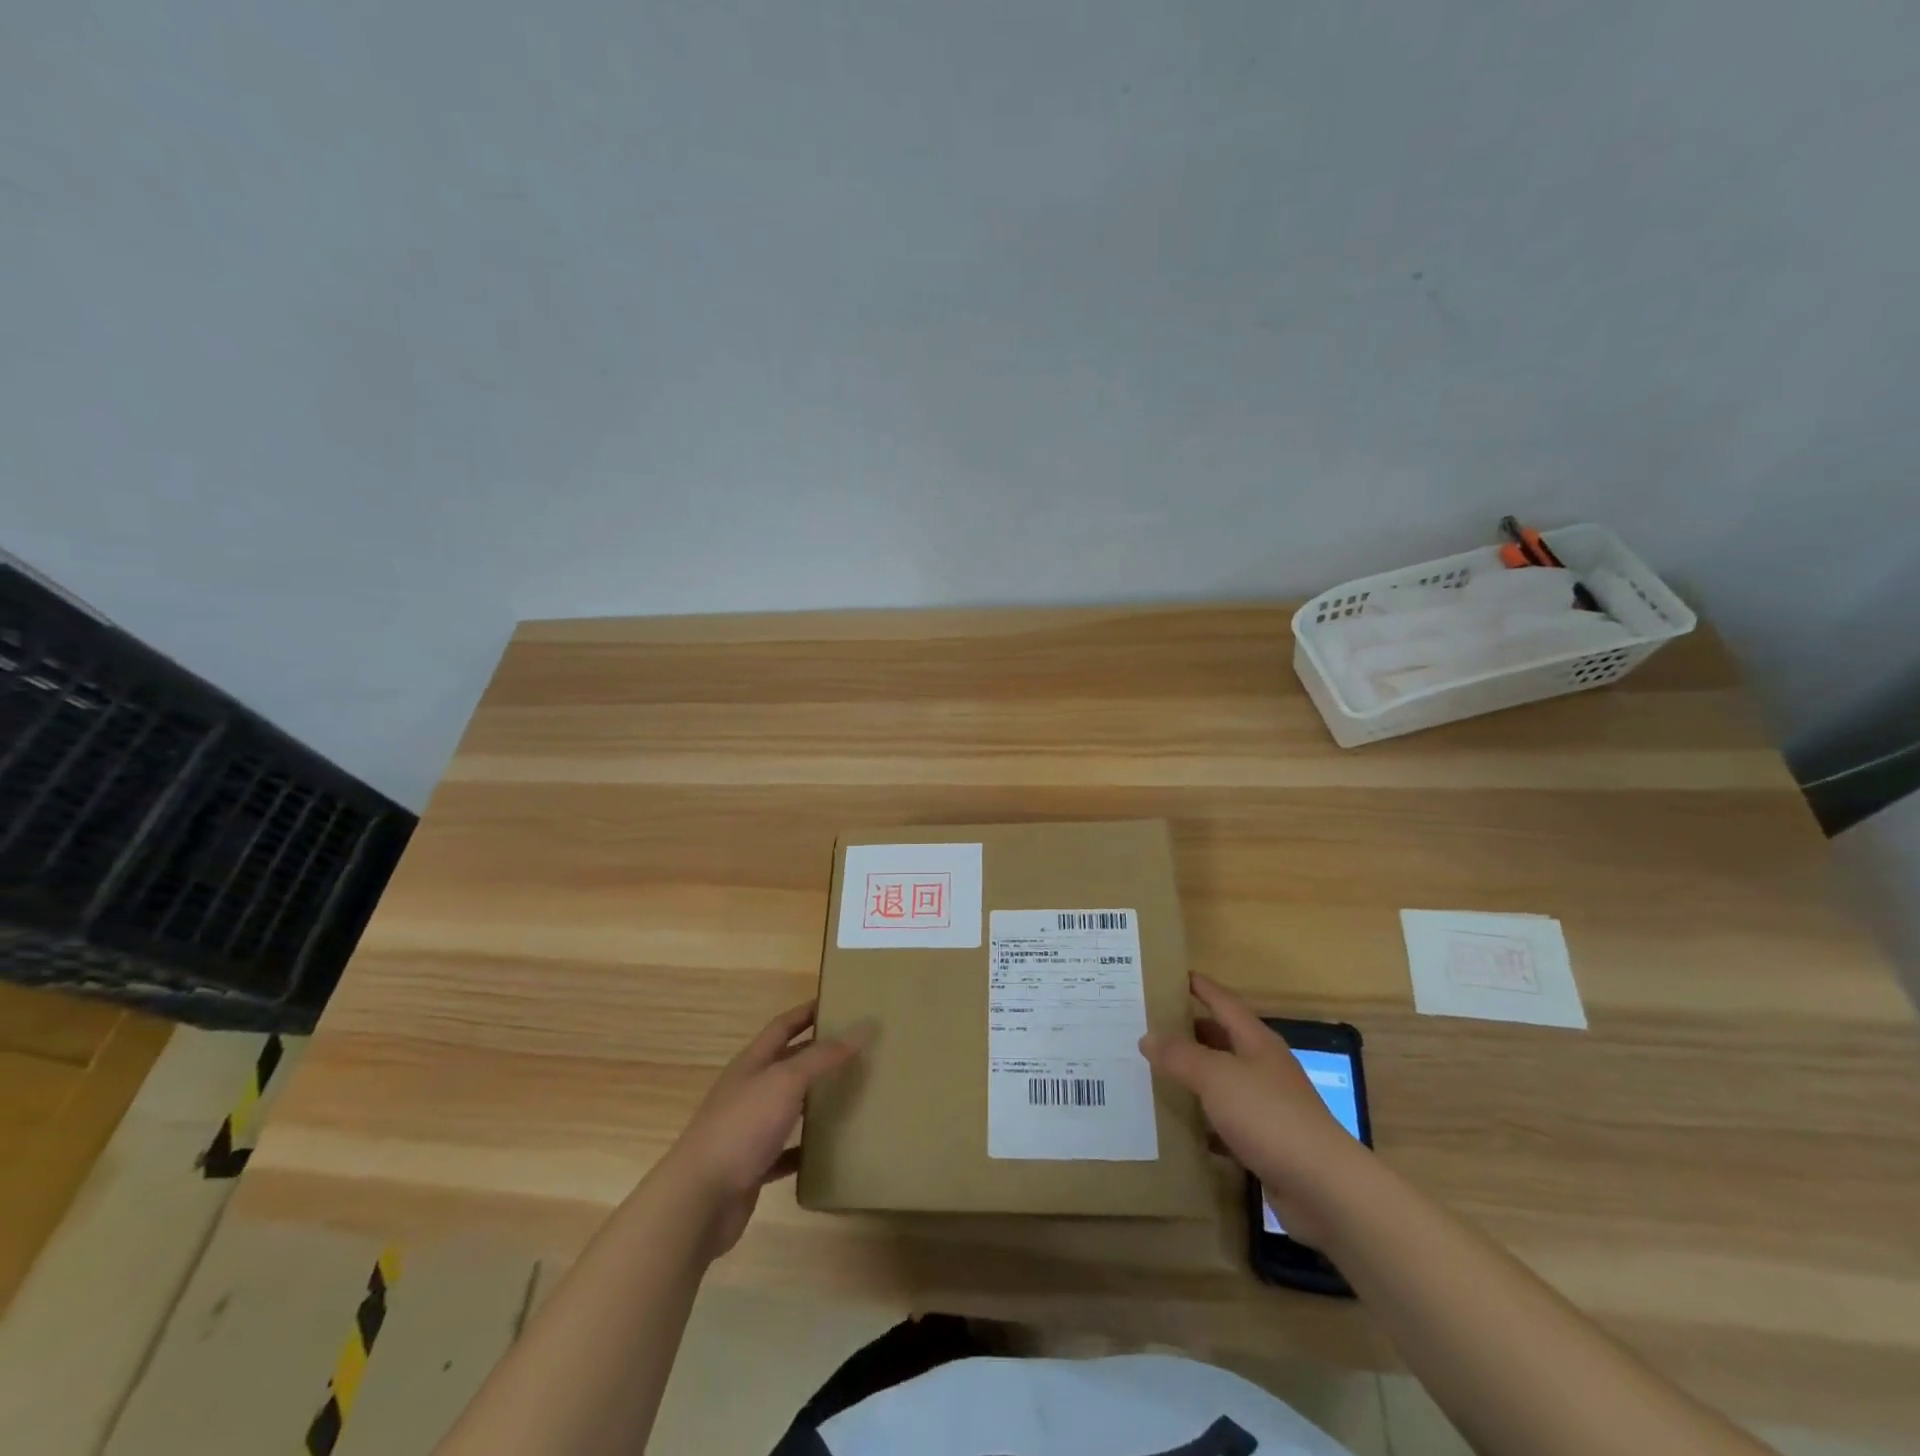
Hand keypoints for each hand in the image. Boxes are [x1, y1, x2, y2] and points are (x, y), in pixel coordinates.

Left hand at [658, 1001, 869, 1257]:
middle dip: (817, 1054)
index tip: (837, 1003)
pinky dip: (806, 1148)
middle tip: (856, 1050)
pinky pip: (786, 1151)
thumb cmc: (742, 1127)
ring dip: (815, 1100)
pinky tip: (830, 1150)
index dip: (807, 1012)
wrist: (699, 1200)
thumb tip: (863, 1027)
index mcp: (752, 1063)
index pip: (782, 1026)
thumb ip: (823, 1056)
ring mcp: (748, 1130)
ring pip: (788, 1107)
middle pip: (786, 1064)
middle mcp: (748, 1091)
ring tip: (852, 1094)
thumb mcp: (785, 1082)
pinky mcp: (752, 1167)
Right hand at [1140, 974, 1366, 1248]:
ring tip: (1152, 1070)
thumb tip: (1147, 1037)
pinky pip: (1225, 1121)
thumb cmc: (1269, 1116)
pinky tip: (1178, 1124)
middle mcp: (1263, 1067)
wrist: (1322, 1187)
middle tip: (1148, 1025)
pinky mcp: (1265, 1141)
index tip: (1169, 974)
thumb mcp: (1216, 1077)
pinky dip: (1203, 1119)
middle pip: (1221, 1038)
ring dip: (1193, 1076)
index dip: (1199, 986)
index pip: (1223, 1001)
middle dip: (1188, 1030)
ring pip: (1222, 1081)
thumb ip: (1180, 1055)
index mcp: (1256, 1041)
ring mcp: (1267, 1106)